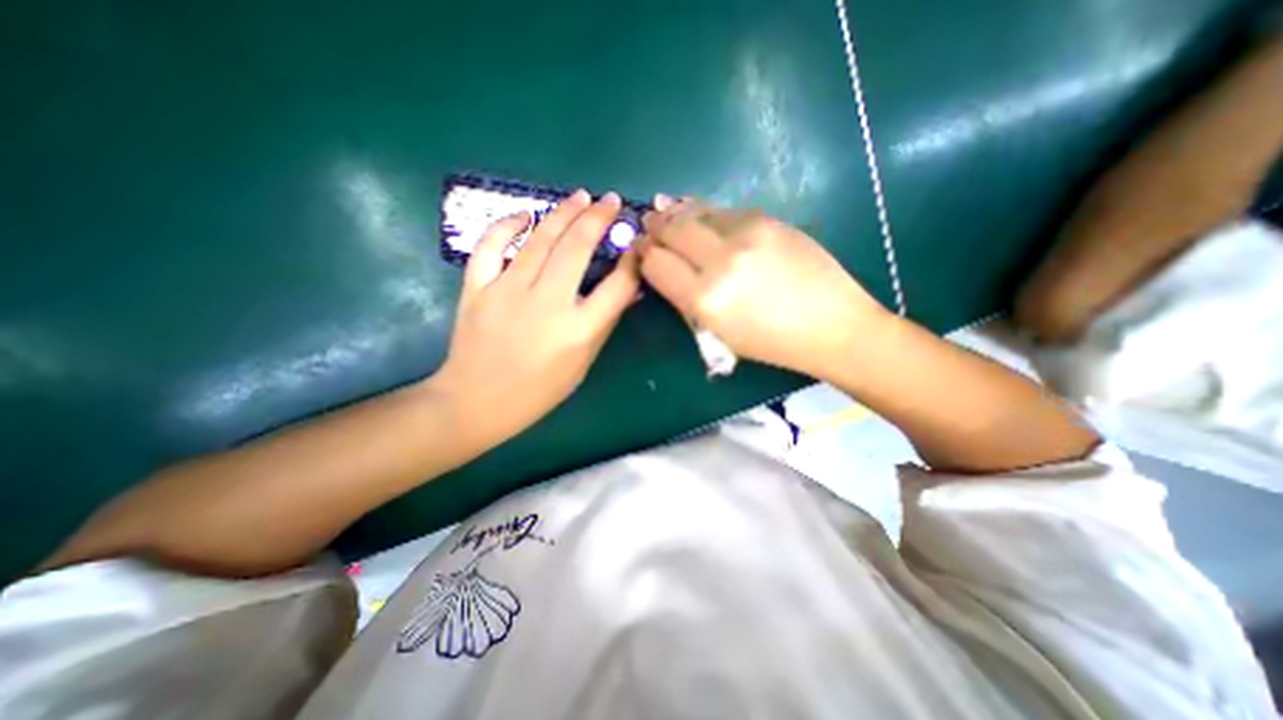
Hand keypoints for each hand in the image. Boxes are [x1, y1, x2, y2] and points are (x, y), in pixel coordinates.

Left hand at [427, 189, 638, 442]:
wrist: (477, 401)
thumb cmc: (539, 390)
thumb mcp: (583, 363)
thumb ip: (604, 323)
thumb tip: (627, 289)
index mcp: (578, 330)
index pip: (617, 285)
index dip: (632, 260)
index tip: (637, 243)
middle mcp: (547, 304)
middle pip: (578, 247)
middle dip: (599, 218)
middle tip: (610, 201)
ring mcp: (508, 291)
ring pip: (540, 239)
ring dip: (564, 212)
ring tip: (581, 197)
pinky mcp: (477, 287)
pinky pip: (491, 245)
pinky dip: (507, 225)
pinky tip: (525, 215)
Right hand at [637, 195, 887, 375]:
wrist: (832, 325)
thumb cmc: (771, 343)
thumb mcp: (718, 333)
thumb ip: (686, 299)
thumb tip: (664, 268)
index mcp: (706, 300)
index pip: (656, 264)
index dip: (643, 256)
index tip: (639, 252)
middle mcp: (721, 262)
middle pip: (671, 231)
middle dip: (654, 228)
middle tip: (647, 225)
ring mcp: (747, 235)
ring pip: (695, 213)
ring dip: (675, 213)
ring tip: (664, 211)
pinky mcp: (768, 220)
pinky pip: (724, 210)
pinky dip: (704, 211)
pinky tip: (697, 212)